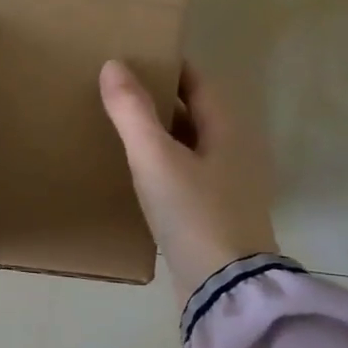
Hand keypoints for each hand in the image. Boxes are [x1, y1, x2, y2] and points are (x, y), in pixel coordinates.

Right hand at [99, 60, 280, 305]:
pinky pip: (186, 177)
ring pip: (189, 148)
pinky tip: (137, 176)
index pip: (199, 83)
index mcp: (228, 130)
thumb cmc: (194, 213)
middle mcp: (235, 153)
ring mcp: (228, 187)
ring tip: (120, 130)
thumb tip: (113, 65)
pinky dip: (163, 167)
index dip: (170, 68)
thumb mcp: (156, 159)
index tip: (135, 59)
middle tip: (118, 93)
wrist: (223, 287)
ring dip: (160, 136)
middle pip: (195, 114)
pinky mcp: (216, 216)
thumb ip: (132, 112)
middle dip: (161, 101)